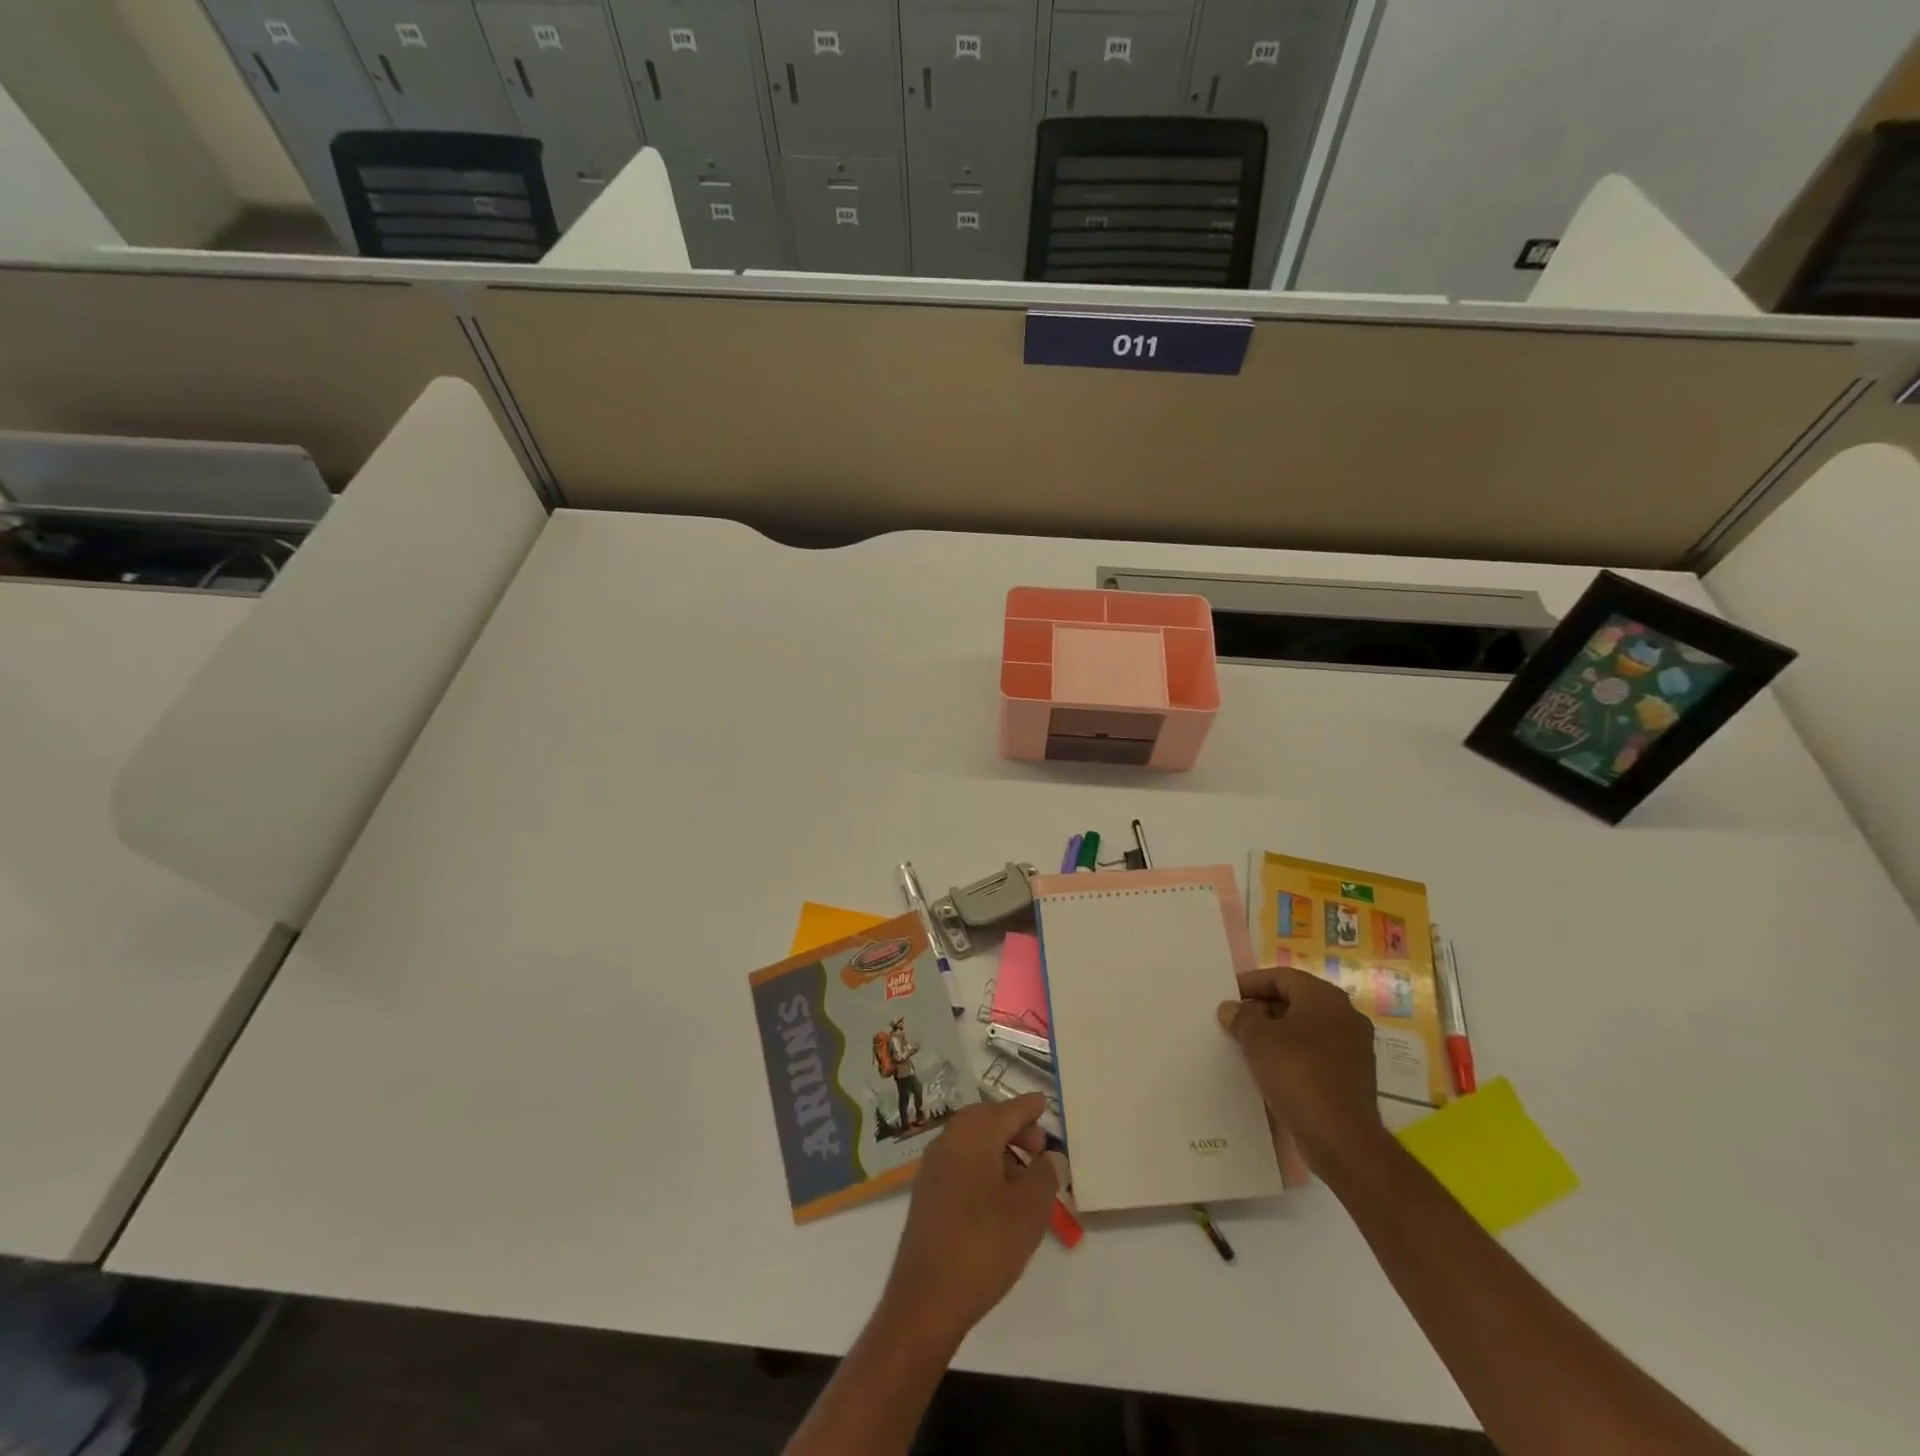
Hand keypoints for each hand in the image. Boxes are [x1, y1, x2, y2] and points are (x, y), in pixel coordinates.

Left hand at [880, 1093, 1066, 1348]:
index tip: (1045, 1103)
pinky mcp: (927, 1194)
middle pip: (987, 1120)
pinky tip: (999, 1199)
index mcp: (973, 1133)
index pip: (1008, 1109)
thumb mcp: (1029, 1209)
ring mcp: (933, 1167)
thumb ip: (1045, 1175)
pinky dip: (983, 1167)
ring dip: (1000, 1150)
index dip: (1030, 1107)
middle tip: (1041, 1149)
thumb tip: (1051, 1155)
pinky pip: (961, 1164)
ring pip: (973, 1143)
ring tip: (1026, 1180)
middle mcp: (948, 1140)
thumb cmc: (984, 1244)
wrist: (926, 1299)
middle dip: (1015, 1129)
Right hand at [1218, 966, 1383, 1174]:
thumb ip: (1242, 1017)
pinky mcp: (1352, 1077)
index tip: (1228, 995)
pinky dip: (1292, 1054)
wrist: (1341, 1138)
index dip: (1252, 983)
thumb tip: (1232, 1009)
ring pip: (1306, 1029)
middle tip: (1235, 1019)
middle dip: (1263, 1008)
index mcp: (1326, 998)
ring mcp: (1353, 1049)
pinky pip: (1315, 1054)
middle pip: (1296, 1001)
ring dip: (1276, 1033)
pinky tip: (1269, 1069)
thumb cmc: (1298, 1074)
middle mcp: (1345, 1017)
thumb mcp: (1258, 1039)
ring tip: (1246, 1044)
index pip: (1283, 977)